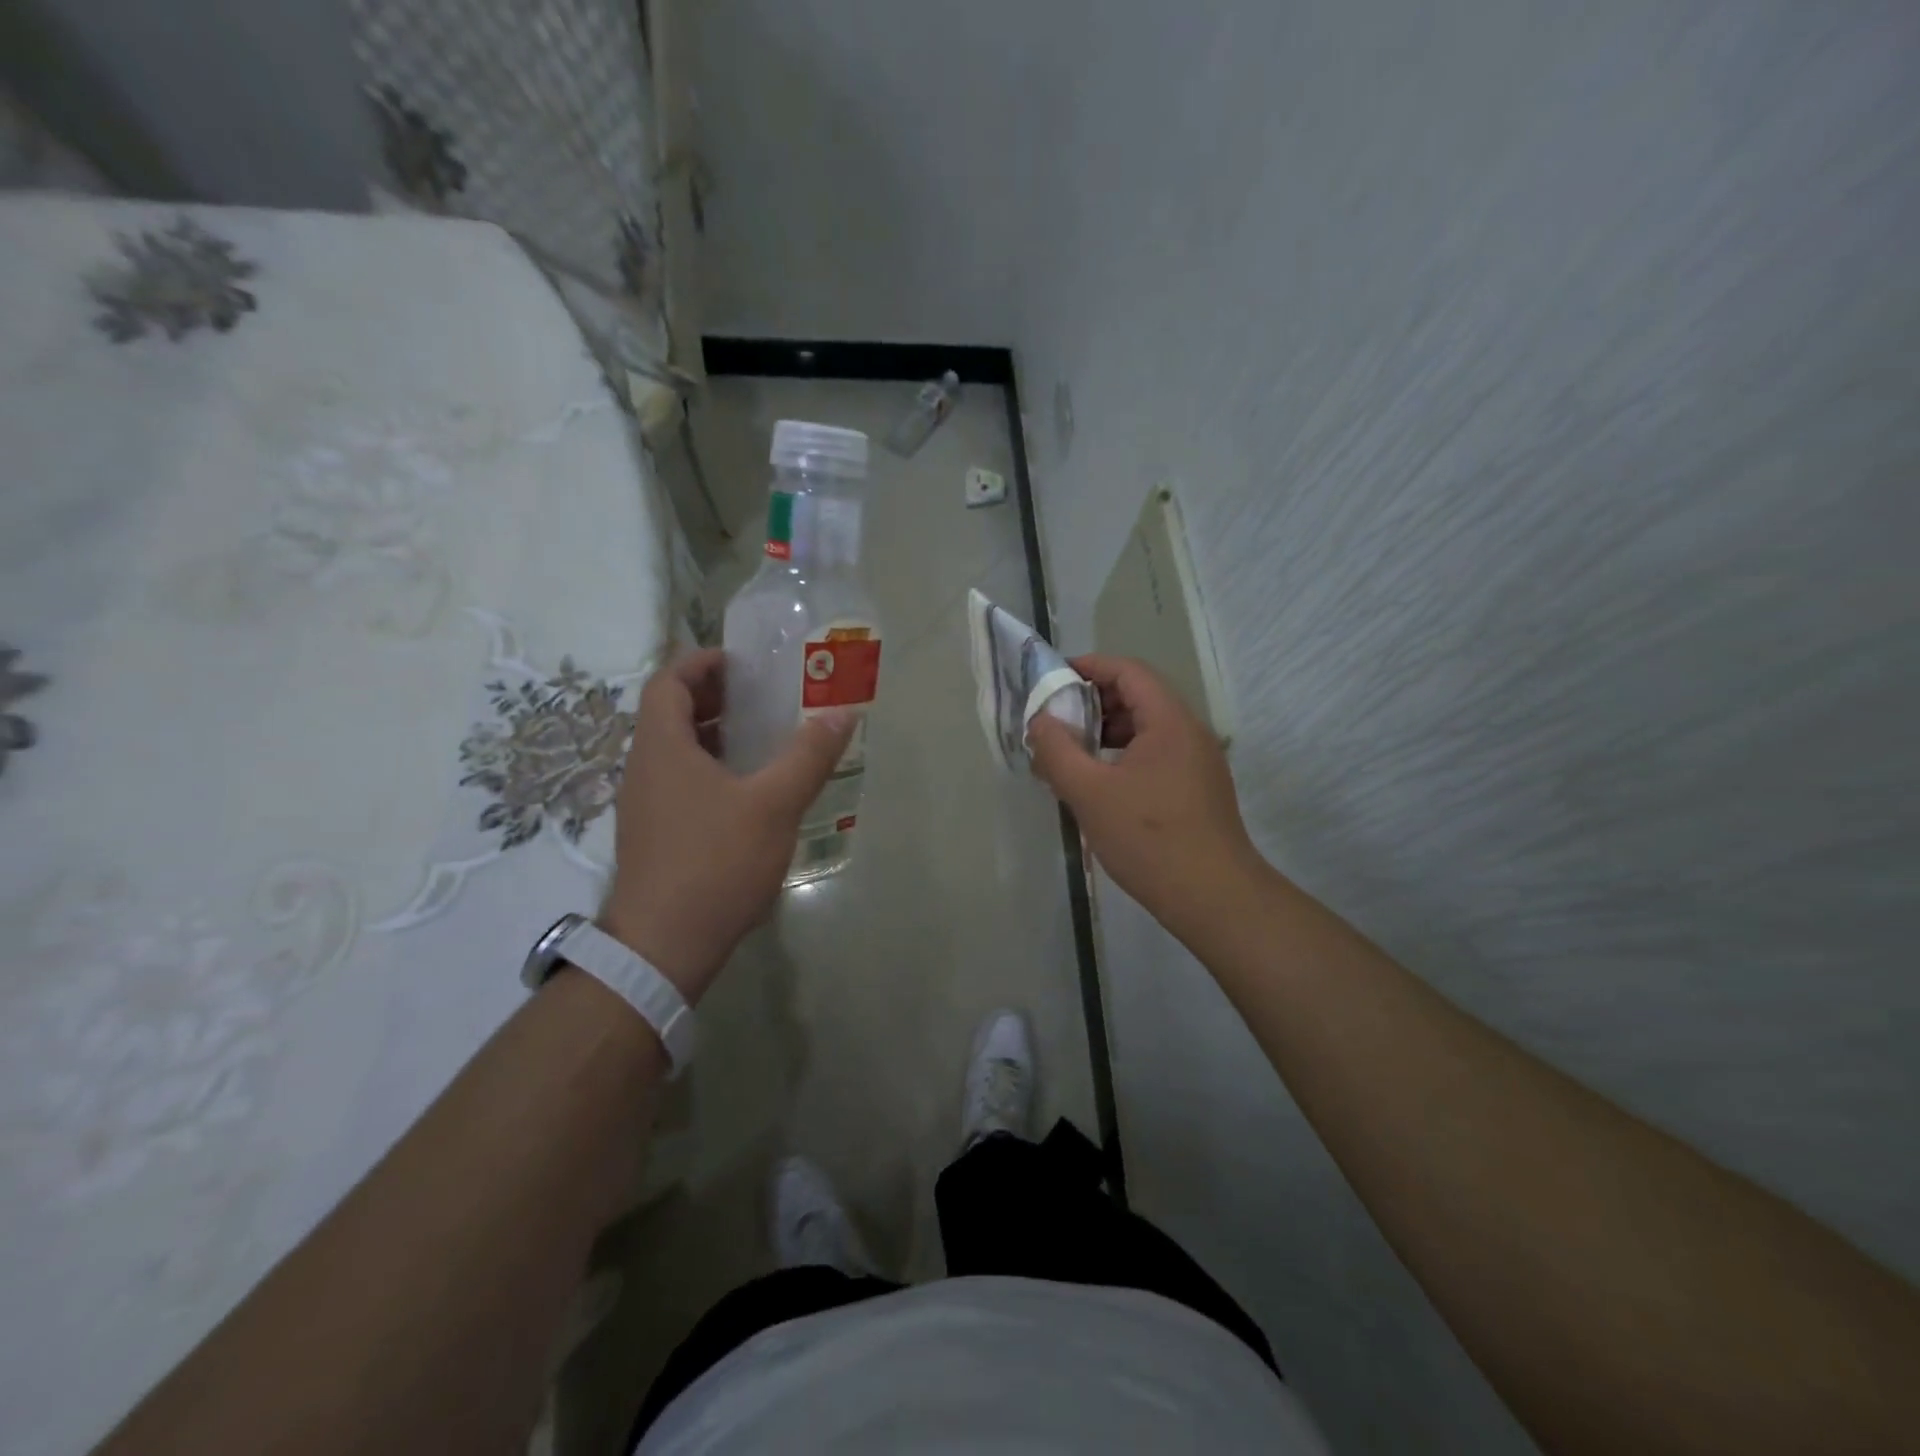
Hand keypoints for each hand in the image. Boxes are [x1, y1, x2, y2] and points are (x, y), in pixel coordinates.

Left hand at [599, 649, 854, 1004]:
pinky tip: (745, 794)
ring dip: (710, 735)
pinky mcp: (652, 837)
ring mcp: (643, 806)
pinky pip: (676, 783)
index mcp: (662, 747)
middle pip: (668, 714)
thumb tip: (842, 712)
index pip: (667, 681)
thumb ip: (808, 755)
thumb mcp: (774, 804)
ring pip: (673, 751)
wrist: (664, 947)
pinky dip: (707, 769)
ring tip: (759, 739)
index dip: (701, 663)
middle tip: (759, 696)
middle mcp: (643, 769)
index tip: (742, 662)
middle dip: (711, 697)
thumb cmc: (716, 863)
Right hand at [1028, 655, 1261, 937]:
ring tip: (1070, 752)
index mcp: (1169, 721)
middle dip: (1093, 701)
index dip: (1089, 666)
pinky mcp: (1197, 789)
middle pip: (1139, 697)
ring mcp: (1198, 762)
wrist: (1213, 897)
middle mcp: (1189, 732)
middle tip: (1055, 719)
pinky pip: (1155, 754)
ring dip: (1106, 731)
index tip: (1053, 677)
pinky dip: (1123, 755)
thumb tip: (1039, 721)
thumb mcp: (1090, 793)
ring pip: (1147, 728)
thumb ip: (1057, 751)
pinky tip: (1099, 783)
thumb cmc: (1149, 838)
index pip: (1128, 672)